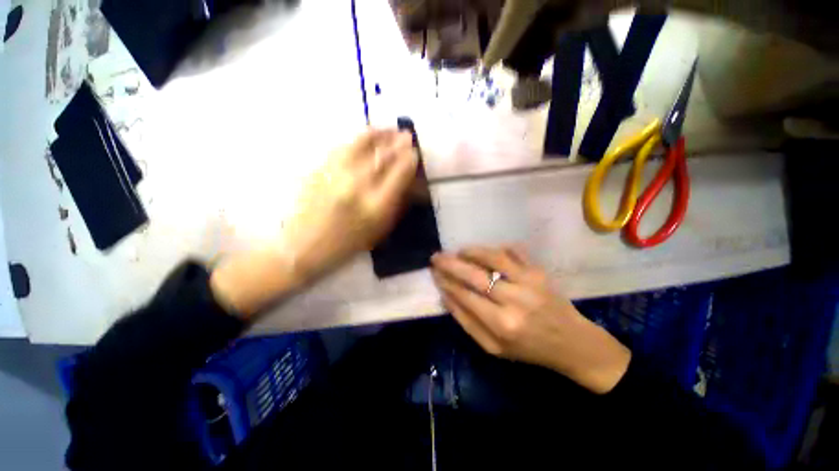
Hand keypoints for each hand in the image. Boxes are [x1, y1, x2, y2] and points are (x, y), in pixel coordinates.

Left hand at [211, 128, 417, 316]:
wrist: (303, 246)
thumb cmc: (348, 244)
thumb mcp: (380, 230)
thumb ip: (397, 204)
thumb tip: (411, 183)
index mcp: (375, 206)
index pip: (399, 173)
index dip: (410, 159)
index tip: (415, 152)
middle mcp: (357, 186)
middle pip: (383, 155)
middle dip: (398, 142)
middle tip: (407, 136)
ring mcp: (335, 174)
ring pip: (362, 143)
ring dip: (380, 133)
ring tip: (390, 129)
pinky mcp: (320, 168)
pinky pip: (344, 146)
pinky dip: (359, 138)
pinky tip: (367, 136)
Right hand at [431, 246, 630, 393]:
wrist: (572, 343)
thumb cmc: (528, 349)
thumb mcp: (493, 347)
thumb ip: (467, 321)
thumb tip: (445, 295)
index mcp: (501, 325)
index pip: (465, 295)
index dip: (446, 282)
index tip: (434, 273)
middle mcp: (515, 300)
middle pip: (475, 275)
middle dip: (451, 264)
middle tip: (436, 257)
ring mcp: (530, 281)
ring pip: (494, 257)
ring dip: (472, 251)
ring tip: (459, 251)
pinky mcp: (539, 271)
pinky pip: (514, 251)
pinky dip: (496, 248)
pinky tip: (484, 252)